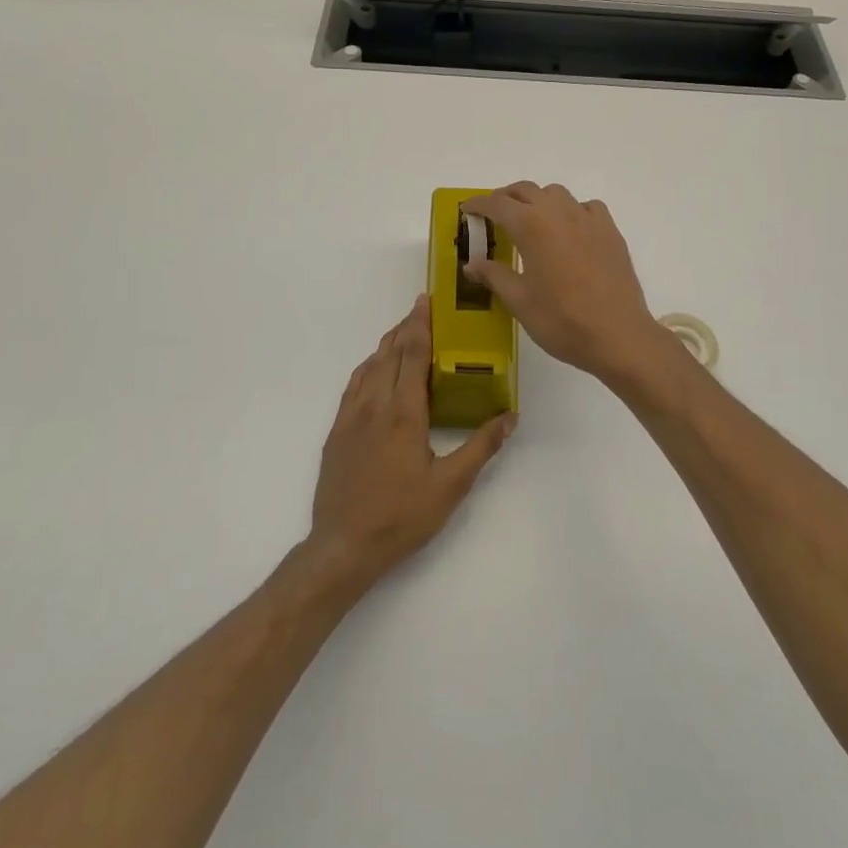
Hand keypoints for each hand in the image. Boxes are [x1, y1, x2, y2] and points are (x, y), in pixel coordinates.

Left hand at [307, 295, 513, 587]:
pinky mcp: (337, 431)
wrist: (343, 545)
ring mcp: (350, 417)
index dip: (420, 325)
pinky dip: (368, 367)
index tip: (426, 301)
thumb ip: (481, 447)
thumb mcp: (450, 486)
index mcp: (403, 413)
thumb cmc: (401, 516)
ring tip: (402, 334)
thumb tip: (510, 416)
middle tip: (421, 310)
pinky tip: (374, 371)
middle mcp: (374, 405)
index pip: (412, 355)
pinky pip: (353, 385)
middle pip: (389, 353)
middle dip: (405, 328)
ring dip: (386, 345)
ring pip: (368, 367)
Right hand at [461, 183, 672, 387]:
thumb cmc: (562, 321)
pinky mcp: (610, 231)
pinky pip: (585, 207)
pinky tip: (569, 231)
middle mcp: (559, 212)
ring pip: (556, 193)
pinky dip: (570, 211)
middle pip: (526, 190)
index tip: (467, 210)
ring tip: (529, 222)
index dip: (479, 204)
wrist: (618, 335)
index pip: (497, 203)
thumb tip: (472, 264)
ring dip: (537, 200)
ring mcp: (588, 219)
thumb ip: (494, 275)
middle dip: (505, 198)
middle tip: (493, 216)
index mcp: (531, 226)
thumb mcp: (519, 301)